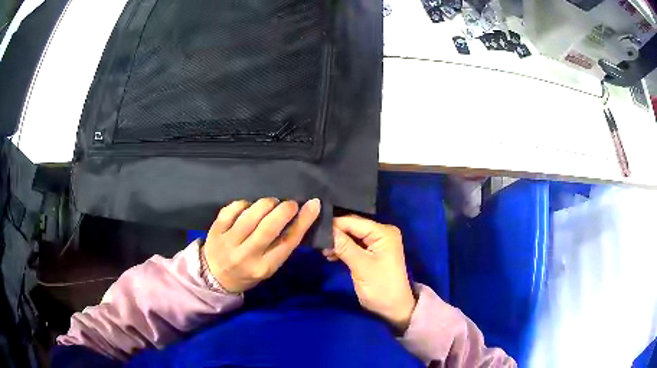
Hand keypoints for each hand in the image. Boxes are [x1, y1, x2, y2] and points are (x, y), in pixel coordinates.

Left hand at [203, 198, 320, 293]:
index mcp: (264, 267)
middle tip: (290, 204)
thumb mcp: (269, 266)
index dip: (303, 221)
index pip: (288, 242)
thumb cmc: (248, 272)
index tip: (313, 205)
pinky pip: (232, 209)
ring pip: (250, 215)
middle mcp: (246, 255)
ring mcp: (228, 242)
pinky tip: (249, 207)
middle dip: (284, 209)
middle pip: (269, 227)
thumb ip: (281, 245)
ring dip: (266, 204)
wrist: (215, 277)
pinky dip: (244, 203)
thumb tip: (299, 217)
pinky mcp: (215, 230)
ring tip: (271, 203)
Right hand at [323, 215, 416, 331]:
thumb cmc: (380, 287)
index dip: (334, 225)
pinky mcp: (371, 253)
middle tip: (315, 242)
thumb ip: (344, 246)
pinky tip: (330, 255)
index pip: (353, 221)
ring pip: (350, 236)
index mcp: (383, 232)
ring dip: (337, 243)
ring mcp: (376, 243)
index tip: (314, 231)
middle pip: (352, 227)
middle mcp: (381, 233)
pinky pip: (353, 245)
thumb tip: (324, 229)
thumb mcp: (361, 266)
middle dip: (334, 234)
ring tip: (323, 252)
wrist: (392, 309)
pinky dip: (342, 249)